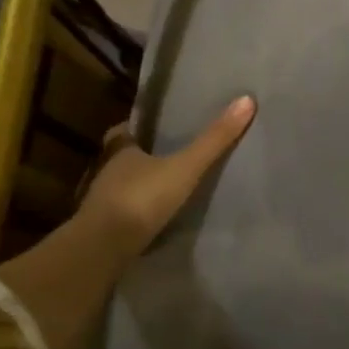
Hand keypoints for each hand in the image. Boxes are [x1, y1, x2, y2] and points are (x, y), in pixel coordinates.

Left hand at [80, 95, 255, 256]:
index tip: (156, 128)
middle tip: (168, 156)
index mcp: (119, 150)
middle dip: (141, 157)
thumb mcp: (185, 167)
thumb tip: (246, 100)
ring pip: (122, 186)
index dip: (138, 129)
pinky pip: (124, 214)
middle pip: (123, 158)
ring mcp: (101, 202)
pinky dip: (137, 213)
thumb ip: (214, 140)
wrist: (103, 248)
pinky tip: (156, 218)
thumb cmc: (141, 198)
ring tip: (167, 187)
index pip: (124, 131)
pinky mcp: (104, 229)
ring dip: (139, 186)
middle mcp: (106, 172)